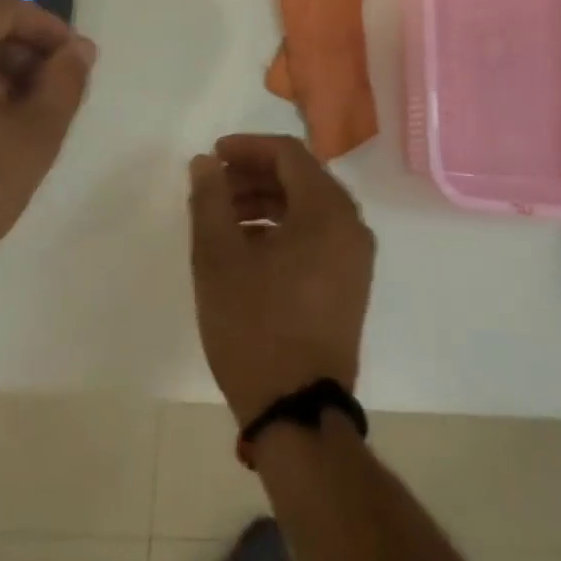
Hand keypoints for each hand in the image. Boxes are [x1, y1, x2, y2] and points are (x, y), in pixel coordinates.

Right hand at [187, 134, 375, 425]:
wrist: (297, 413)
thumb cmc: (255, 326)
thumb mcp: (218, 257)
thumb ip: (210, 198)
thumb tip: (205, 162)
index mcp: (327, 211)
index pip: (288, 154)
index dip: (246, 147)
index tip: (212, 157)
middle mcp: (351, 227)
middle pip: (300, 178)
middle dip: (253, 175)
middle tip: (214, 188)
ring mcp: (354, 259)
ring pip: (307, 208)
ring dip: (264, 202)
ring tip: (223, 219)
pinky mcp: (349, 286)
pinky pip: (315, 236)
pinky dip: (281, 229)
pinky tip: (246, 248)